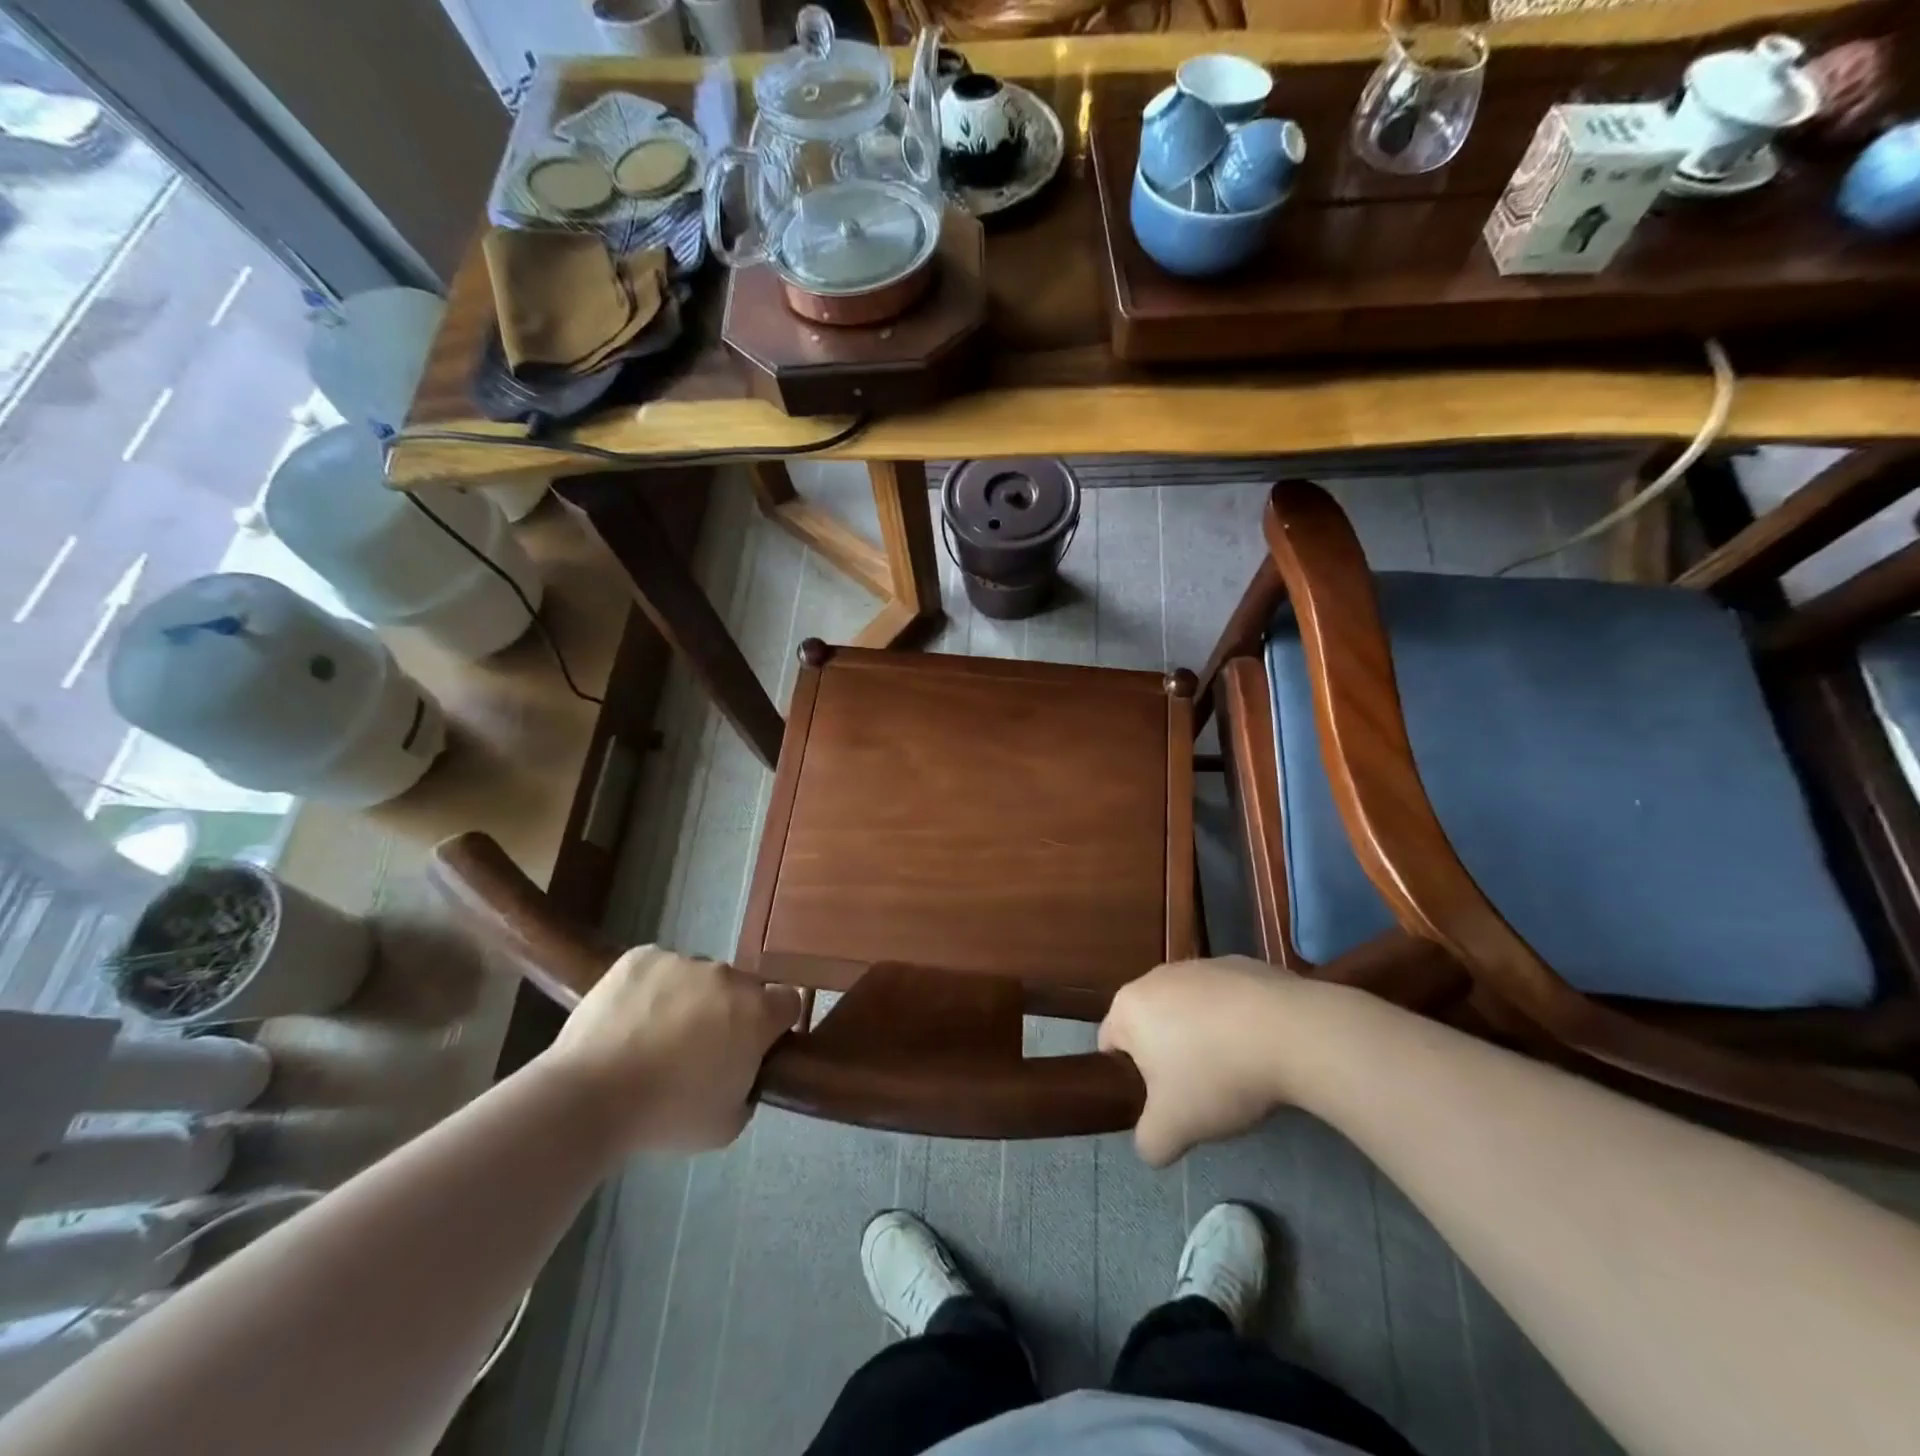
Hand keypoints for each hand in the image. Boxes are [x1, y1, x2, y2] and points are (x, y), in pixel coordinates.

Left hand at [544, 946, 801, 1154]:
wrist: (589, 1096)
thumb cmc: (667, 1115)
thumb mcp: (726, 1124)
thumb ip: (748, 1088)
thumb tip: (741, 1072)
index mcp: (757, 1012)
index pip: (789, 1002)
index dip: (775, 1024)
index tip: (756, 1046)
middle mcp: (727, 976)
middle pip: (740, 988)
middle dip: (728, 1012)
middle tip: (698, 1050)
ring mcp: (683, 961)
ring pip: (697, 977)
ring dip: (689, 999)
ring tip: (653, 1036)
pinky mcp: (641, 957)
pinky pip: (658, 968)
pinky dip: (651, 988)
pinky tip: (629, 1019)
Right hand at [1099, 956, 1302, 1166]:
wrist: (1291, 1033)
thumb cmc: (1216, 1075)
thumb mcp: (1173, 1129)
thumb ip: (1149, 1142)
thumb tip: (1152, 1144)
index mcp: (1129, 1007)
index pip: (1109, 1044)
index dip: (1127, 1078)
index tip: (1158, 1103)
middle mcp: (1156, 976)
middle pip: (1150, 1024)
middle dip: (1166, 1057)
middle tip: (1196, 1093)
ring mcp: (1200, 966)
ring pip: (1188, 1010)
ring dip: (1201, 1038)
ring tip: (1234, 1072)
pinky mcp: (1240, 964)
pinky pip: (1226, 1001)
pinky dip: (1234, 1022)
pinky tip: (1260, 1048)